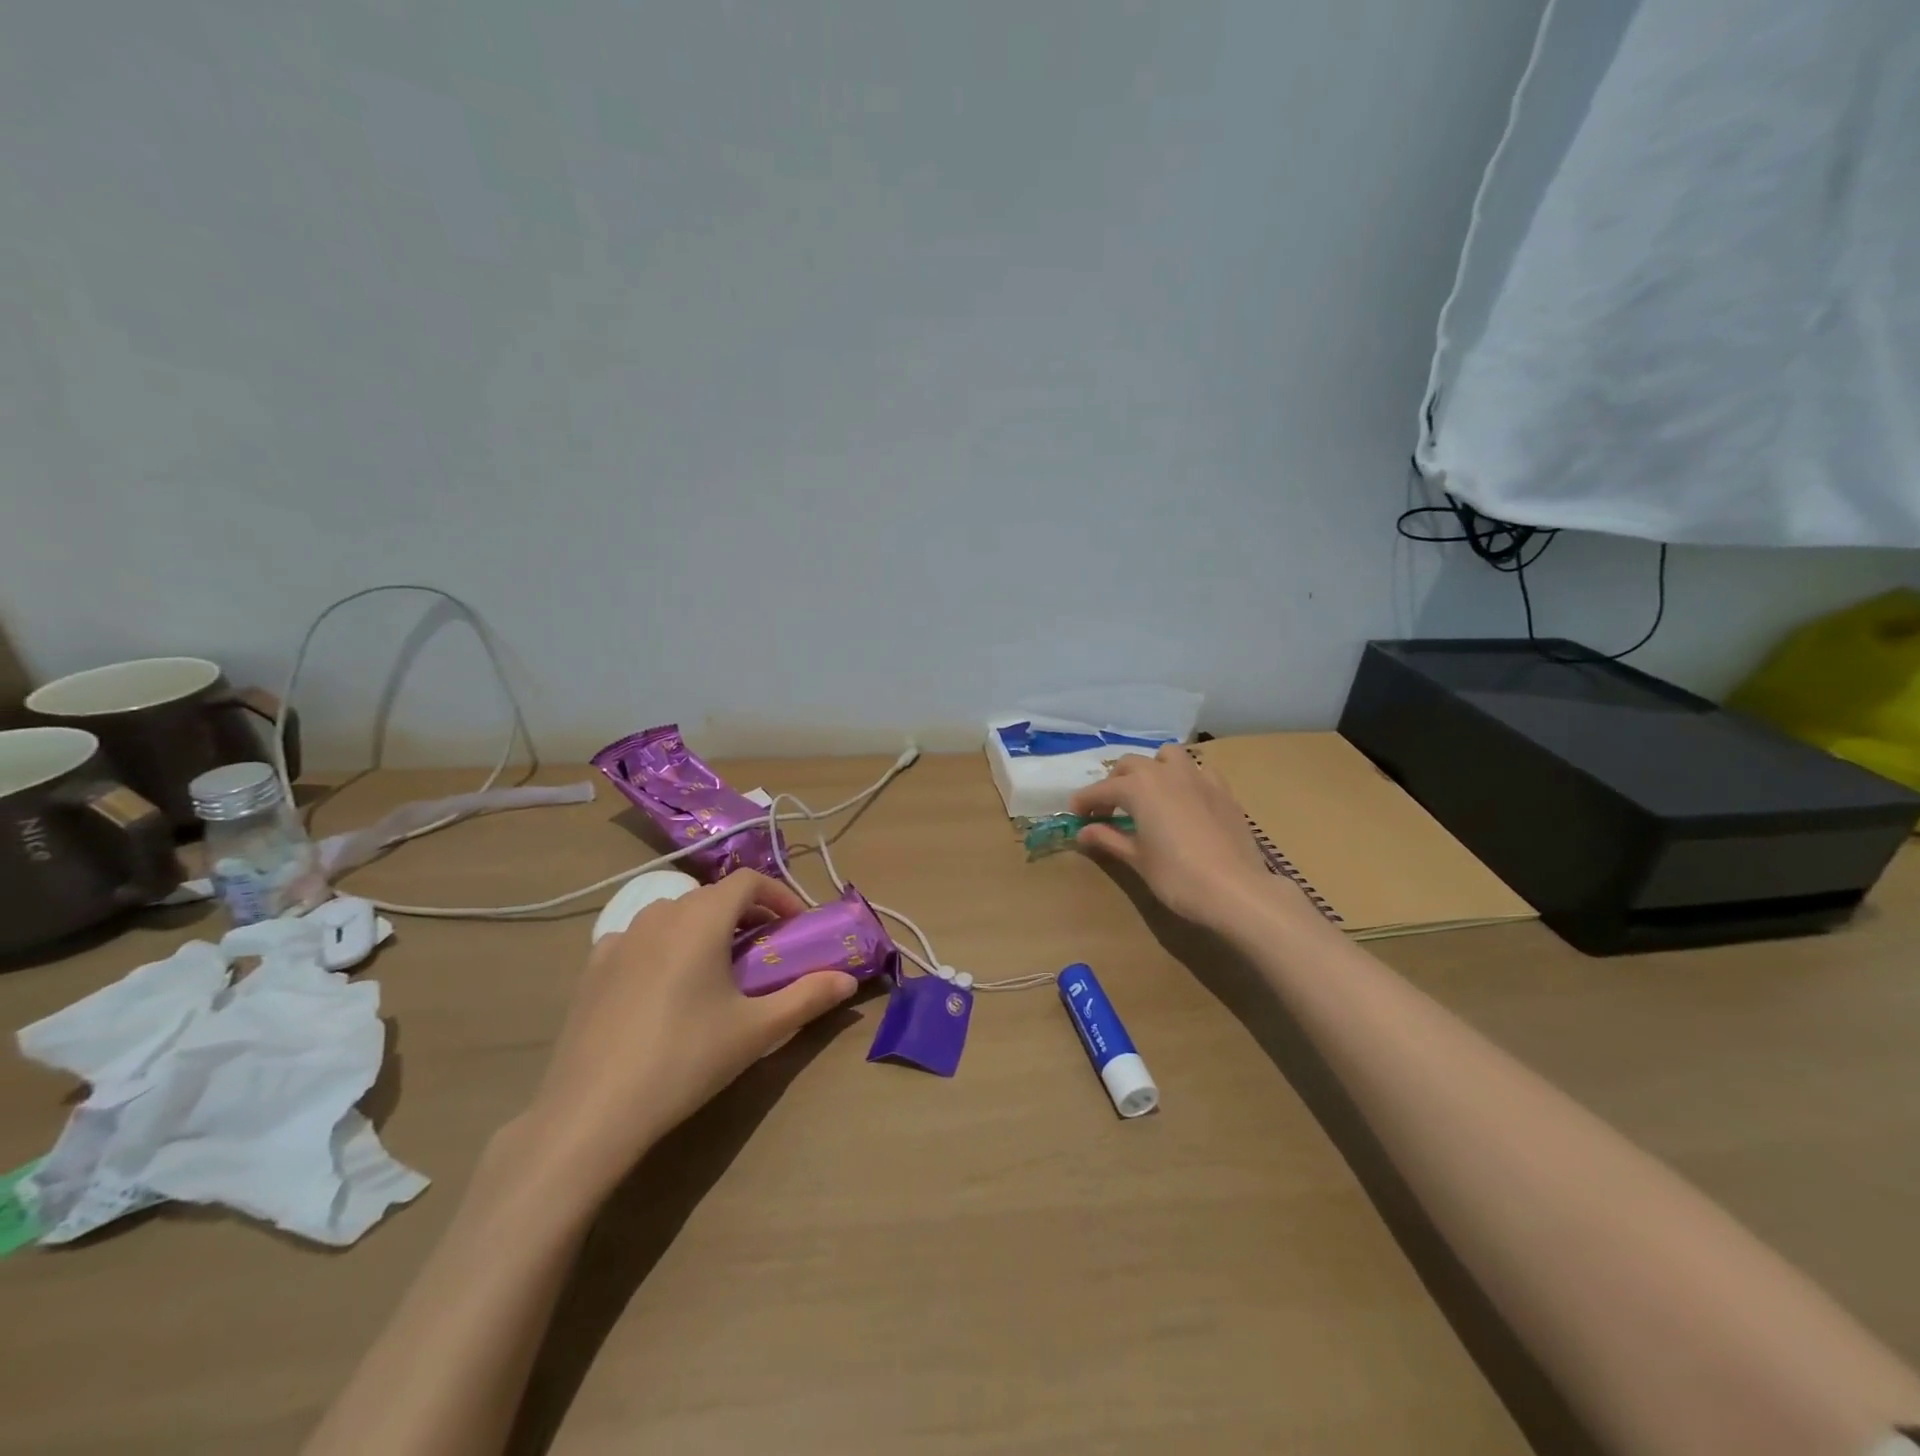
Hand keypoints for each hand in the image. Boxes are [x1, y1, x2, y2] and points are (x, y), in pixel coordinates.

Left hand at [526, 871, 858, 1194]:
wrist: (592, 1112)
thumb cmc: (686, 1059)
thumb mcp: (757, 1030)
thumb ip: (808, 997)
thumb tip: (848, 981)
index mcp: (702, 919)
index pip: (748, 880)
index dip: (779, 895)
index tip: (797, 926)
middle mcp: (660, 914)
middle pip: (712, 895)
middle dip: (746, 913)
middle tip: (765, 950)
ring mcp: (620, 938)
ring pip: (674, 914)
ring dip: (704, 926)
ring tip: (716, 966)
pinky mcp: (593, 967)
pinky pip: (639, 938)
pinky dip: (664, 945)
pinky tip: (664, 986)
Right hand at [1069, 745, 1294, 929]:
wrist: (1235, 889)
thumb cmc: (1177, 876)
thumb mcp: (1137, 859)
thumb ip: (1108, 838)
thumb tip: (1083, 831)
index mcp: (1138, 787)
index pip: (1101, 790)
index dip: (1083, 801)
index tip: (1074, 814)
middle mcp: (1165, 772)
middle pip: (1130, 765)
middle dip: (1115, 782)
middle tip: (1109, 810)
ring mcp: (1197, 777)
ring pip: (1167, 756)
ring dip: (1152, 768)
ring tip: (1148, 794)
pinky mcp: (1222, 789)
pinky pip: (1197, 771)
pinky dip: (1184, 778)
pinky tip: (1184, 800)